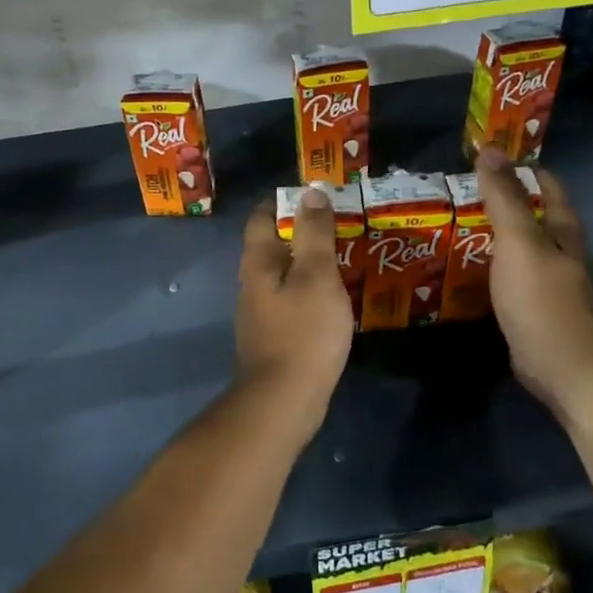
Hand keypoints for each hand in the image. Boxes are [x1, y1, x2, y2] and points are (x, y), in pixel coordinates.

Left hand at [235, 188, 353, 413]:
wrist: (283, 400)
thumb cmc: (303, 331)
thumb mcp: (316, 275)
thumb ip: (313, 233)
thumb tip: (310, 192)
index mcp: (257, 262)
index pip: (262, 217)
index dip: (284, 201)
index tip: (313, 196)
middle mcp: (251, 283)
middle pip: (270, 246)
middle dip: (299, 232)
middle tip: (337, 226)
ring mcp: (259, 313)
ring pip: (281, 275)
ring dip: (306, 264)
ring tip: (340, 259)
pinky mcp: (272, 337)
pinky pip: (289, 302)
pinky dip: (309, 292)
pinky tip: (331, 300)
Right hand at [477, 147, 592, 418]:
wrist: (561, 365)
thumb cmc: (541, 298)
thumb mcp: (519, 241)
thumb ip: (504, 198)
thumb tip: (490, 149)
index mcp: (562, 231)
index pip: (547, 187)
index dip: (522, 169)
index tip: (487, 159)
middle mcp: (559, 253)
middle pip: (534, 217)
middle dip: (504, 202)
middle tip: (461, 193)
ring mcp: (547, 284)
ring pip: (519, 249)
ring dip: (493, 236)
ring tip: (454, 227)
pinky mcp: (531, 311)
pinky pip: (507, 278)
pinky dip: (488, 268)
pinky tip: (464, 270)